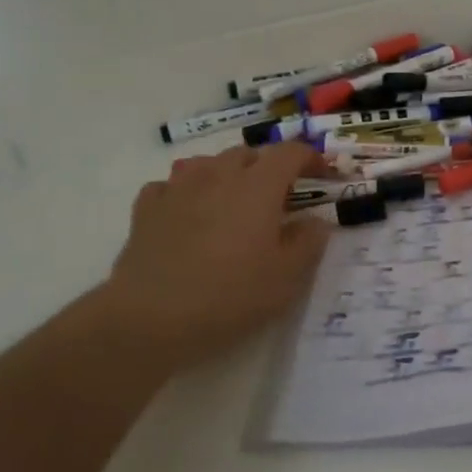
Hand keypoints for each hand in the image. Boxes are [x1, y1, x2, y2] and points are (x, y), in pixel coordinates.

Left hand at [95, 142, 330, 367]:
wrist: (149, 318)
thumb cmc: (229, 295)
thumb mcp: (287, 277)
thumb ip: (309, 242)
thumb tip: (315, 221)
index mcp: (258, 187)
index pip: (290, 153)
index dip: (311, 158)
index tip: (323, 175)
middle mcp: (218, 176)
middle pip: (248, 153)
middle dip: (268, 167)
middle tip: (279, 196)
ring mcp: (178, 189)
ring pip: (207, 163)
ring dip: (226, 173)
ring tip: (233, 199)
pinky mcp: (147, 210)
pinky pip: (170, 186)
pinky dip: (186, 192)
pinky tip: (187, 212)